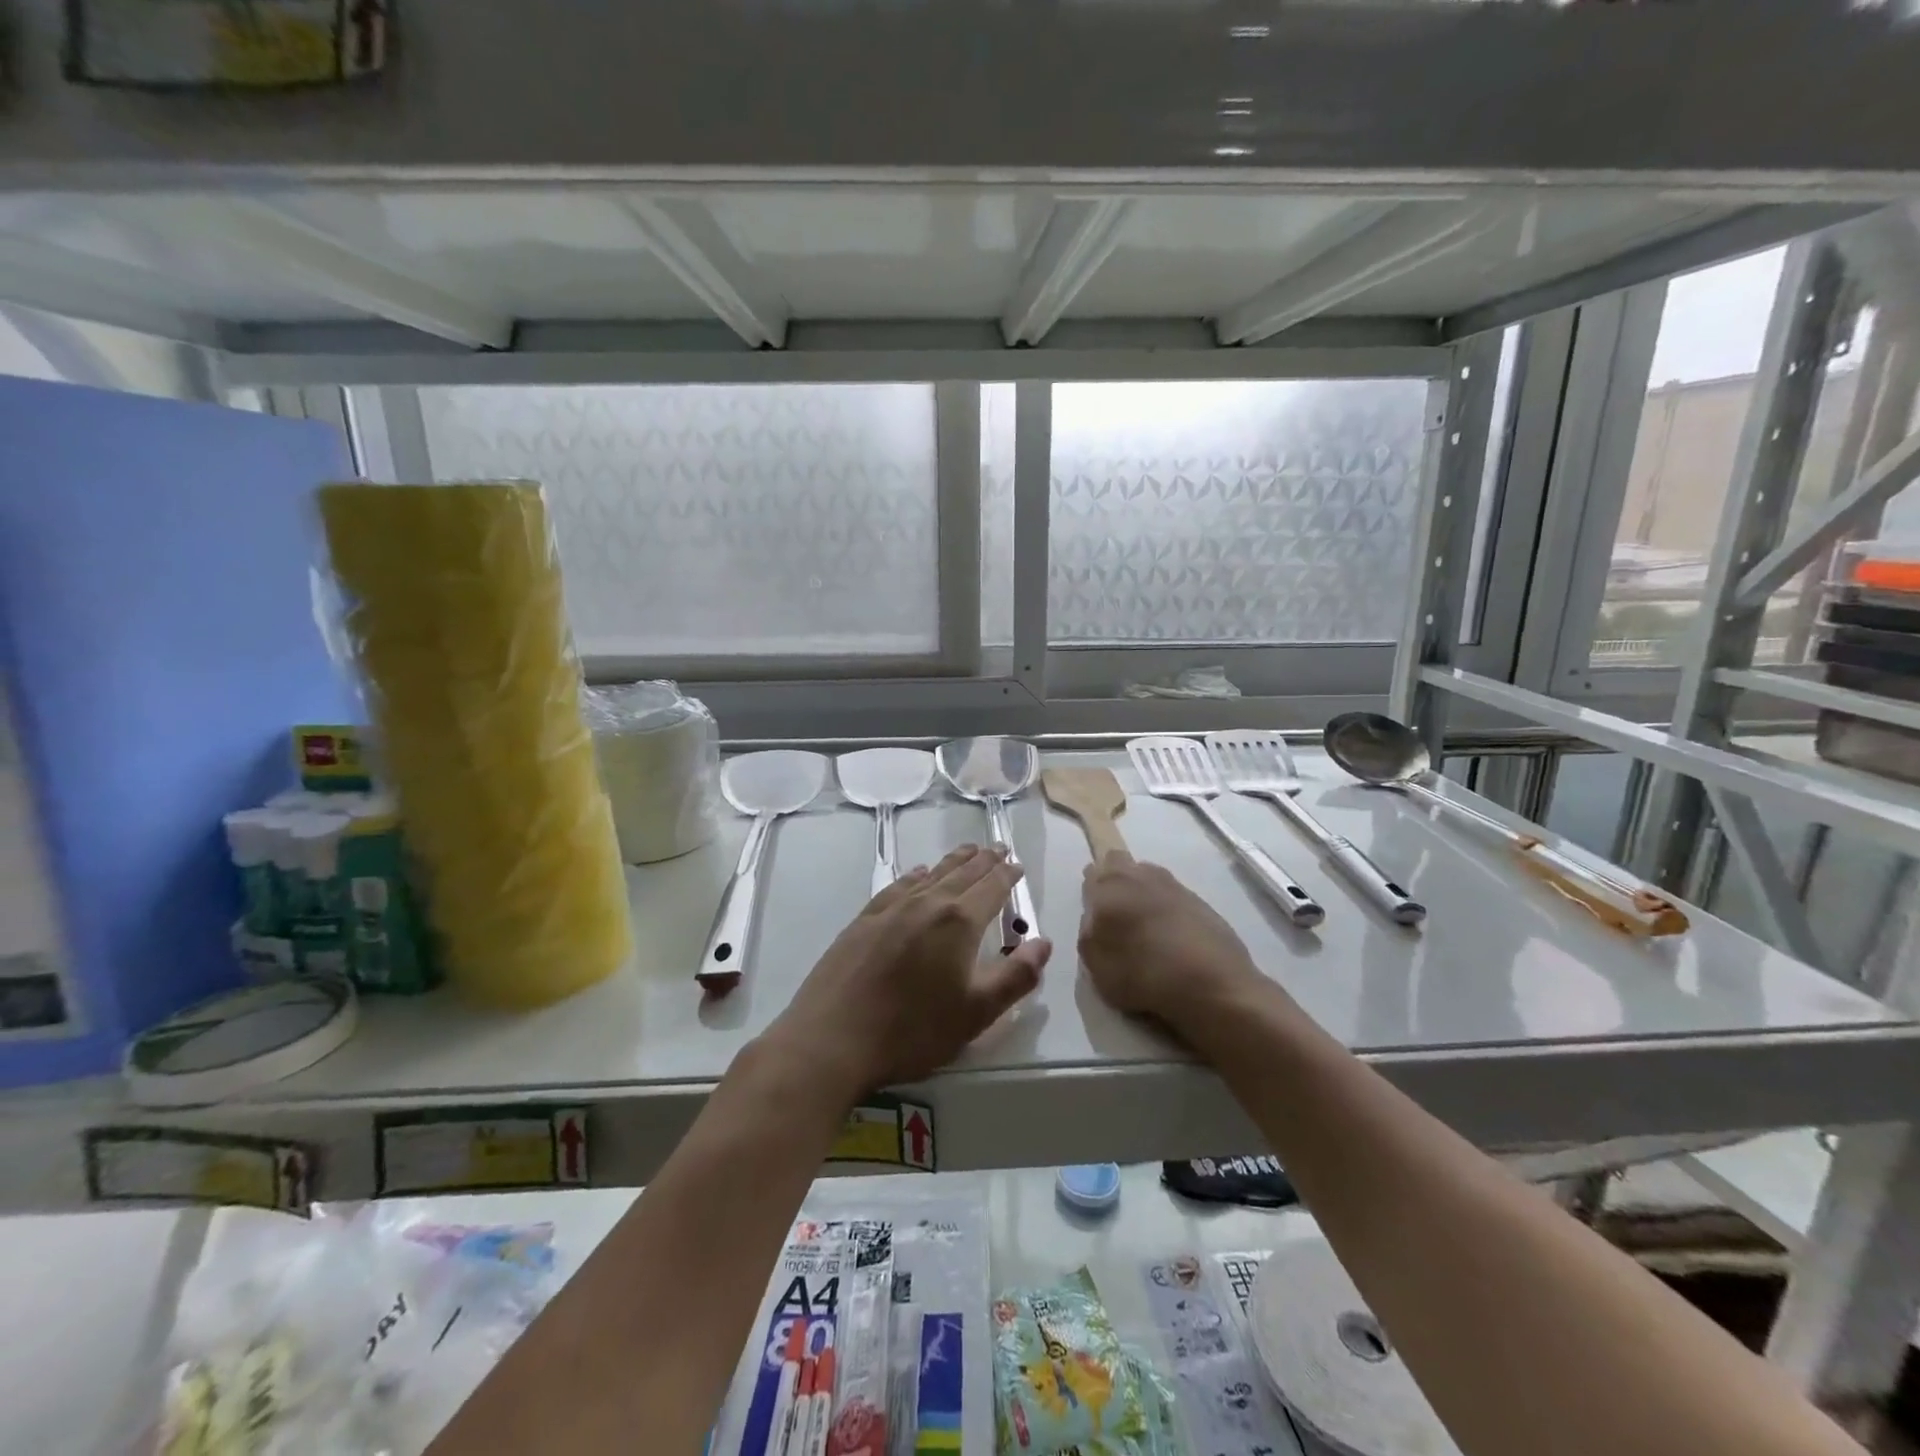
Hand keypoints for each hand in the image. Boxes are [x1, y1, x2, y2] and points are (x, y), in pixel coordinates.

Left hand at [766, 845, 1052, 1099]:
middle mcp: (927, 903)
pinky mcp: (865, 919)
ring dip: (954, 861)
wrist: (832, 1038)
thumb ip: (1016, 976)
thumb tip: (1043, 942)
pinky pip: (899, 885)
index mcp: (959, 922)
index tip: (1017, 865)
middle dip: (985, 860)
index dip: (1008, 875)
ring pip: (932, 874)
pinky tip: (919, 874)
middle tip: (999, 847)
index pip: (992, 888)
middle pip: (963, 873)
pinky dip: (916, 875)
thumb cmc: (912, 1030)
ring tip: (968, 851)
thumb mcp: (977, 1013)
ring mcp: (892, 908)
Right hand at [1078, 854, 1263, 1035]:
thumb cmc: (1144, 975)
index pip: (1092, 872)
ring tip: (1146, 927)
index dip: (1092, 892)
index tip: (1096, 915)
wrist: (1213, 984)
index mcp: (1109, 887)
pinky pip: (1172, 894)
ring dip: (1142, 892)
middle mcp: (1139, 876)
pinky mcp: (1199, 899)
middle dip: (1115, 881)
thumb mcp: (1096, 966)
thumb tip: (1095, 917)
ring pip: (1147, 876)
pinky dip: (1167, 907)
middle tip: (1117, 916)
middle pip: (1119, 863)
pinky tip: (1172, 935)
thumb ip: (1089, 933)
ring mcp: (1172, 884)